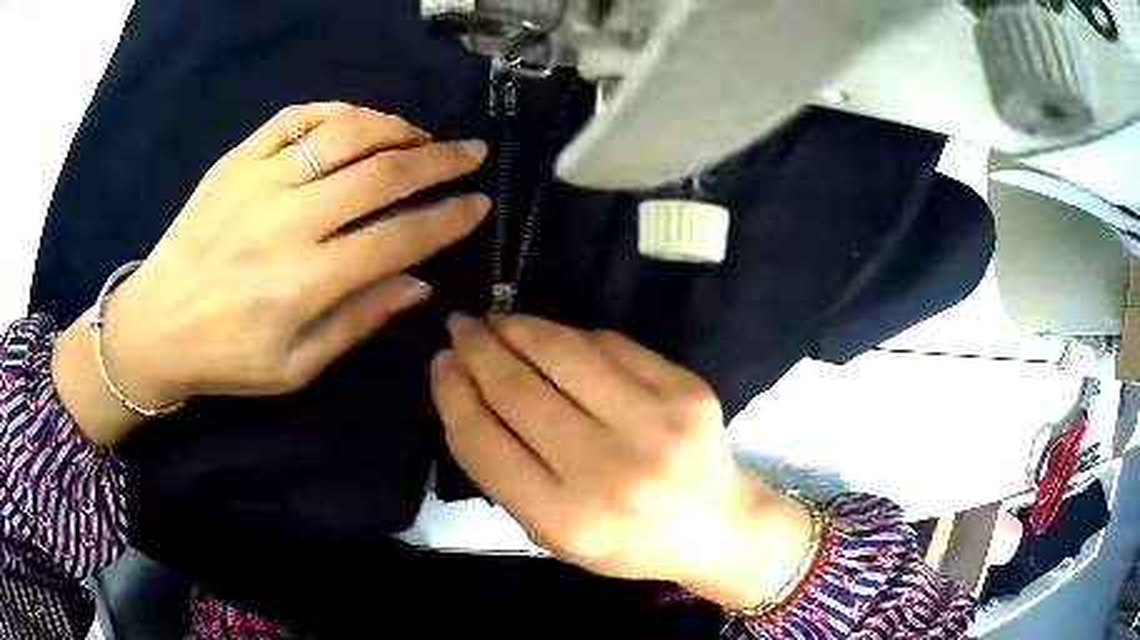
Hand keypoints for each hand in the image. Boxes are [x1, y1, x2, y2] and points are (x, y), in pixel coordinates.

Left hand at [54, 102, 489, 444]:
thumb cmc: (226, 357)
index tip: (478, 204)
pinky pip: (295, 118)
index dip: (447, 218)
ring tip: (418, 136)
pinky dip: (337, 111)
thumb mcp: (296, 367)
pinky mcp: (234, 161)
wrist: (155, 325)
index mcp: (303, 283)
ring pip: (343, 133)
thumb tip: (419, 285)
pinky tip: (357, 122)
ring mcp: (257, 182)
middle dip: (438, 159)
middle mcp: (285, 222)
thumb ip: (358, 322)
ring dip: (394, 127)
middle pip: (379, 174)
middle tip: (471, 152)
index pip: (397, 238)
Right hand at [430, 315, 812, 609]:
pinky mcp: (686, 388)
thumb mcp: (554, 533)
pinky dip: (568, 335)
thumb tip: (465, 394)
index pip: (485, 442)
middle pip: (519, 391)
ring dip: (517, 328)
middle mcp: (610, 471)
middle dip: (477, 351)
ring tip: (494, 321)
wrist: (717, 525)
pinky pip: (609, 344)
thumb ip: (504, 473)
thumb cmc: (627, 541)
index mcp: (567, 520)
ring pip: (562, 354)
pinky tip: (547, 334)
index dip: (453, 394)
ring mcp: (656, 423)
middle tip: (458, 329)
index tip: (438, 364)